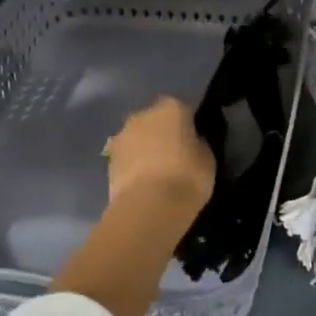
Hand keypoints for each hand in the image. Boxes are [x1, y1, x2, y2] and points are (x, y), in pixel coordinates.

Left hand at [105, 97, 213, 214]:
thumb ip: (199, 144)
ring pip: (137, 138)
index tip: (193, 142)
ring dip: (144, 149)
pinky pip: (126, 158)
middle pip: (155, 120)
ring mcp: (122, 135)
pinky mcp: (108, 159)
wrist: (148, 206)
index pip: (182, 109)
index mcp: (171, 108)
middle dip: (162, 134)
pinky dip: (132, 166)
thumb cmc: (186, 178)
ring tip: (156, 174)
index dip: (188, 125)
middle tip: (175, 157)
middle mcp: (143, 114)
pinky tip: (142, 185)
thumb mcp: (208, 159)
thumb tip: (193, 142)